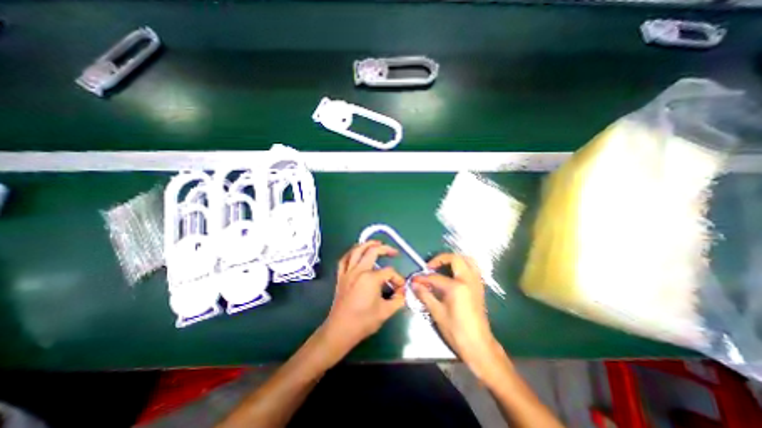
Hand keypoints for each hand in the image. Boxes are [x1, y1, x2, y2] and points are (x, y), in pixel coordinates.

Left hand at [319, 241, 407, 360]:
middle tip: (394, 251)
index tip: (401, 288)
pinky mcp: (341, 276)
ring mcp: (348, 272)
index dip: (398, 279)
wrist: (341, 330)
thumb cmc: (363, 321)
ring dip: (367, 244)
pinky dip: (350, 253)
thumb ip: (398, 300)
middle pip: (373, 251)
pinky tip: (356, 253)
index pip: (389, 272)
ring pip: (357, 250)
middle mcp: (359, 270)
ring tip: (376, 243)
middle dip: (385, 249)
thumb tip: (404, 292)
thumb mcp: (386, 312)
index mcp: (371, 278)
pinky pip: (344, 259)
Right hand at [410, 254, 504, 376]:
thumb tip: (414, 285)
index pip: (435, 277)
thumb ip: (425, 295)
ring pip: (468, 260)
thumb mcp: (437, 313)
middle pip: (455, 259)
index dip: (423, 278)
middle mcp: (468, 280)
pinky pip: (473, 269)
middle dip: (440, 259)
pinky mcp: (479, 288)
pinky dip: (463, 266)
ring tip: (442, 267)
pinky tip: (454, 275)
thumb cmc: (456, 331)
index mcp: (457, 286)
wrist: (479, 346)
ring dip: (454, 260)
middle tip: (430, 267)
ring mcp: (476, 283)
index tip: (414, 280)